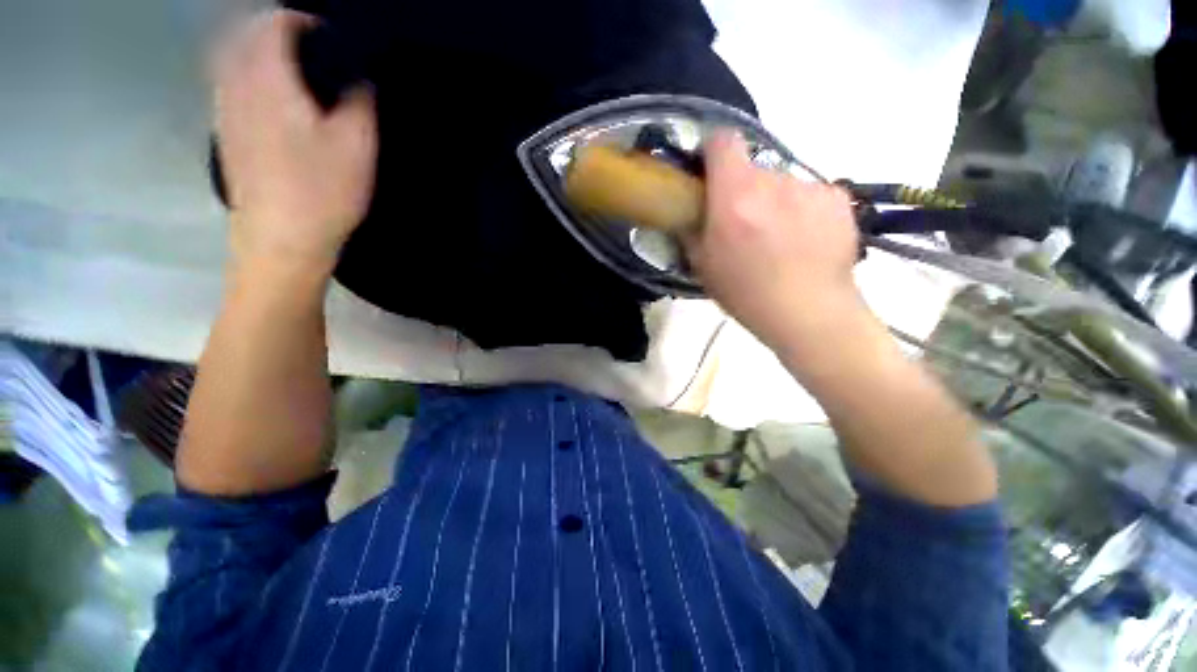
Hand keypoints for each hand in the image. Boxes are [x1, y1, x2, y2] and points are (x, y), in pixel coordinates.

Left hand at [214, 10, 377, 273]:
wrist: (281, 239)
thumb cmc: (322, 191)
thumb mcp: (357, 145)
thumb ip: (359, 100)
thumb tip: (357, 75)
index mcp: (269, 79)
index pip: (275, 23)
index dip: (305, 22)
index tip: (333, 40)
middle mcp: (236, 84)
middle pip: (248, 35)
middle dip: (281, 34)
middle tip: (317, 55)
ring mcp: (225, 110)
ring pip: (235, 59)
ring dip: (263, 55)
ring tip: (297, 75)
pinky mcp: (225, 134)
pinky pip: (231, 85)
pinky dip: (251, 78)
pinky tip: (275, 101)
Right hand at [684, 131, 866, 352]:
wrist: (809, 313)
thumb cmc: (746, 294)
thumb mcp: (702, 266)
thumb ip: (691, 229)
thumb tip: (688, 209)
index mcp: (735, 197)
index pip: (722, 141)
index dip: (712, 151)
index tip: (708, 174)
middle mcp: (773, 182)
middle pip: (751, 170)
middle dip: (741, 190)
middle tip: (743, 225)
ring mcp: (809, 187)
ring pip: (780, 183)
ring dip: (772, 202)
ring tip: (777, 239)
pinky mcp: (837, 197)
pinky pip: (808, 193)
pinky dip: (801, 209)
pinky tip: (803, 240)